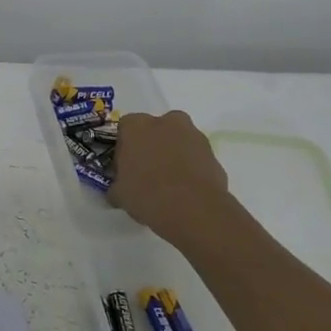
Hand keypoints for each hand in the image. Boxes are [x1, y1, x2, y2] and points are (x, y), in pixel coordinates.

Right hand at [108, 110, 232, 246]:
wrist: (193, 209)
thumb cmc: (146, 194)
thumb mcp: (119, 193)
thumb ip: (116, 185)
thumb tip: (117, 190)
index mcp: (135, 126)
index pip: (125, 128)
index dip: (125, 147)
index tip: (125, 165)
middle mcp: (165, 122)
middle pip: (155, 129)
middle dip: (152, 144)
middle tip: (147, 170)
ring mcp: (193, 135)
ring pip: (178, 140)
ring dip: (173, 154)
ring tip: (169, 182)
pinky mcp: (213, 152)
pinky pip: (195, 156)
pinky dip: (191, 167)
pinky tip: (186, 189)